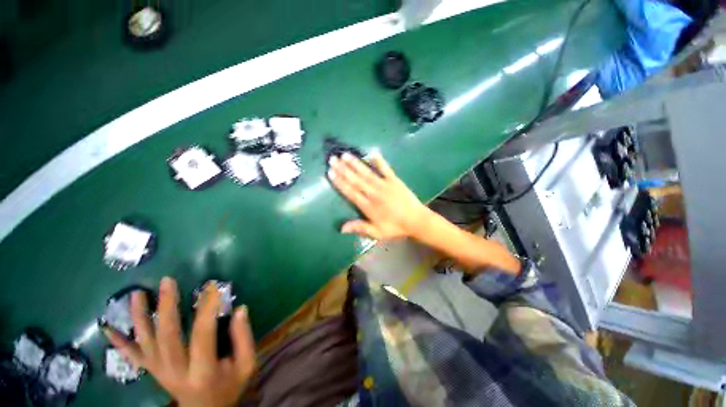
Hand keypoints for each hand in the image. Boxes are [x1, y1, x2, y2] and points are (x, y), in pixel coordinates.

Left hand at [104, 278, 255, 406]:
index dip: (206, 309)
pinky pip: (133, 357)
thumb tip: (240, 309)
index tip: (212, 286)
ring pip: (145, 343)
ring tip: (137, 294)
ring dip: (139, 318)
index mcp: (202, 371)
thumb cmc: (228, 387)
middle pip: (167, 337)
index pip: (202, 334)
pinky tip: (107, 328)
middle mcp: (175, 371)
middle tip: (168, 281)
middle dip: (166, 307)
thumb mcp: (245, 365)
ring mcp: (159, 372)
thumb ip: (244, 338)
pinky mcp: (152, 371)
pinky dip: (119, 343)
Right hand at [327, 152, 429, 239]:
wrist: (416, 221)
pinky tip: (372, 152)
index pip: (351, 192)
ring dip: (356, 164)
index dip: (340, 182)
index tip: (331, 173)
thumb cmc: (395, 227)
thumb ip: (360, 228)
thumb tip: (341, 228)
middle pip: (356, 180)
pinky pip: (386, 169)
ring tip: (345, 154)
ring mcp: (385, 185)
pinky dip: (379, 161)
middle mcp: (374, 193)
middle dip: (343, 169)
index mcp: (369, 206)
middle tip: (332, 159)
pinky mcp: (395, 180)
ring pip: (367, 173)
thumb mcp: (377, 233)